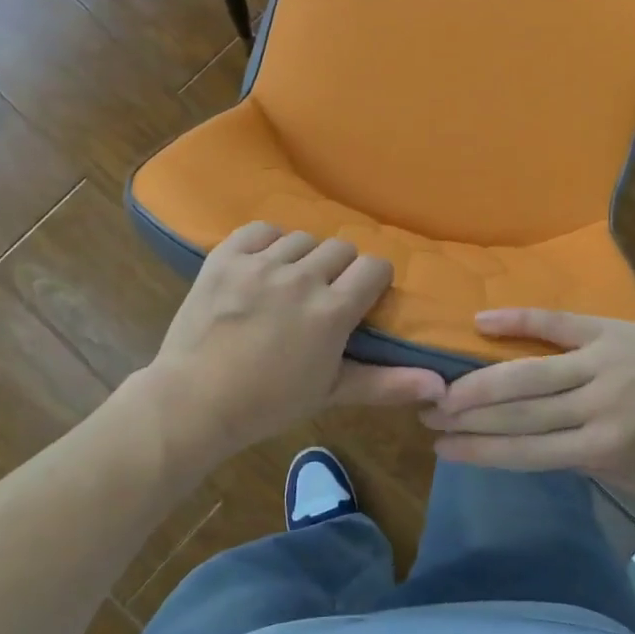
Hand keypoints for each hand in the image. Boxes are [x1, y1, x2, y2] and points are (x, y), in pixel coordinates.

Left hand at [141, 222, 445, 462]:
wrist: (193, 401)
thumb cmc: (267, 404)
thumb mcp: (330, 392)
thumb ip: (387, 383)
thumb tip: (440, 385)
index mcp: (332, 311)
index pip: (373, 267)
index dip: (372, 280)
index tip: (361, 297)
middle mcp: (301, 278)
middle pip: (340, 248)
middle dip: (338, 270)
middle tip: (321, 296)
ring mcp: (260, 264)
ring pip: (302, 238)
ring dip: (302, 257)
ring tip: (287, 283)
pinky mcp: (226, 256)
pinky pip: (260, 230)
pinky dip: (266, 244)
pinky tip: (261, 266)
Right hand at [420, 309, 634, 496]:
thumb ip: (586, 463)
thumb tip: (535, 443)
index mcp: (603, 449)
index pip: (526, 452)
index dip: (479, 451)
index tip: (441, 449)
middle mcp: (595, 406)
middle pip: (518, 412)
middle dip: (467, 417)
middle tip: (427, 413)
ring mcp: (601, 363)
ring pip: (528, 372)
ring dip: (480, 380)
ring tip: (442, 384)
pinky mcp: (610, 331)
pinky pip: (557, 324)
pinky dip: (518, 321)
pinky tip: (482, 320)